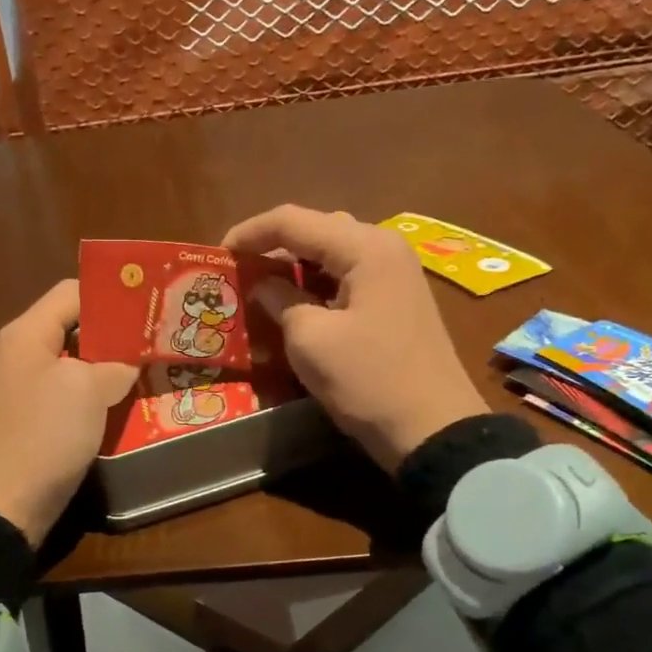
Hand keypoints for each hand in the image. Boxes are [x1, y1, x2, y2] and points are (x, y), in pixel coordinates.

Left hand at [0, 279, 138, 546]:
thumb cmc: (42, 433)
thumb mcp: (86, 389)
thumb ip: (114, 365)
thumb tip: (128, 363)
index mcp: (27, 333)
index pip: (72, 292)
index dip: (112, 293)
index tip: (153, 302)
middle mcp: (23, 355)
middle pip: (76, 328)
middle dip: (118, 333)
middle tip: (161, 338)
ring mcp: (28, 392)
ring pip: (78, 366)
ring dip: (112, 369)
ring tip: (154, 369)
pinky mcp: (36, 424)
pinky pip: (73, 398)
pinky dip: (99, 398)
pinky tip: (130, 405)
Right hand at [223, 204, 488, 471]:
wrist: (434, 430)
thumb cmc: (369, 380)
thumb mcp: (311, 340)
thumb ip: (280, 300)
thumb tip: (263, 285)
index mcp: (365, 247)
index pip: (293, 221)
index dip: (250, 233)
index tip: (217, 255)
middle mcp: (383, 248)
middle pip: (316, 230)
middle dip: (273, 246)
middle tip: (238, 271)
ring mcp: (395, 274)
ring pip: (331, 253)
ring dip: (294, 266)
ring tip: (260, 288)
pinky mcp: (396, 300)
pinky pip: (347, 277)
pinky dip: (315, 285)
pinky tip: (294, 305)